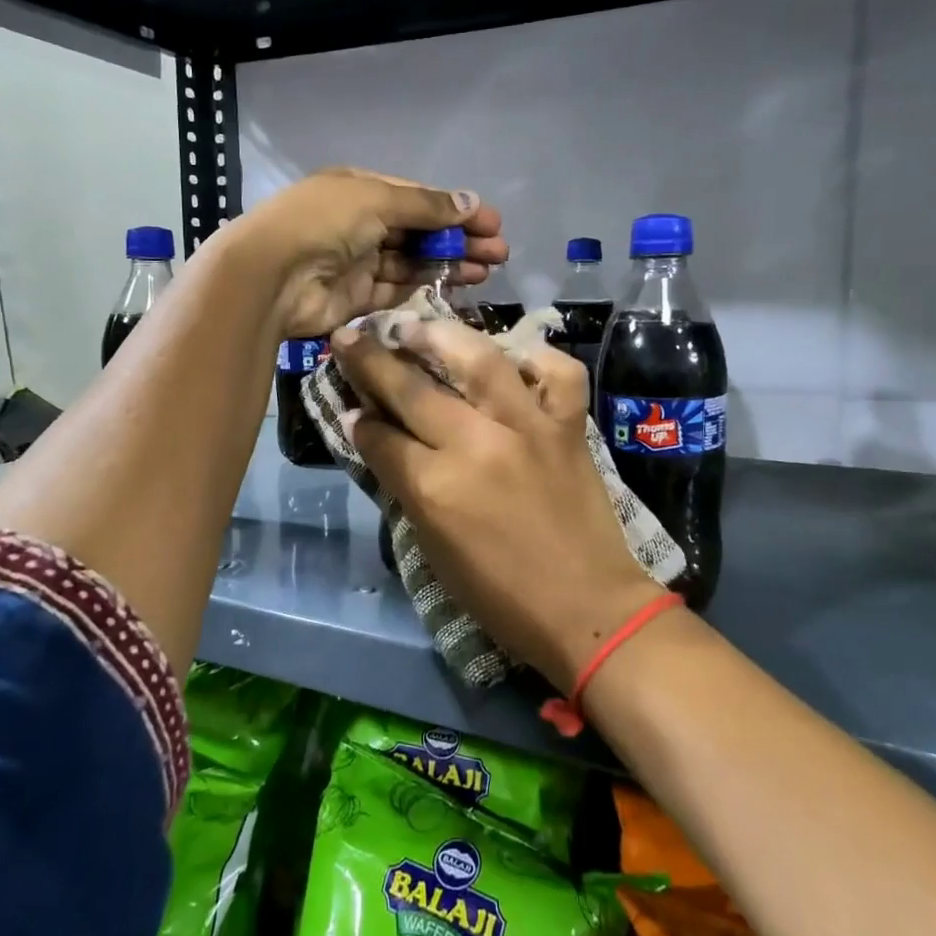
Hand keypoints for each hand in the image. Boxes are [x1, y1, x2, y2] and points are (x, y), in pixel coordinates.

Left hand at [223, 170, 506, 337]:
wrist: (271, 276)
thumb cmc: (323, 223)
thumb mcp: (376, 199)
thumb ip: (426, 205)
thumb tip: (471, 201)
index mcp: (360, 190)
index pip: (418, 199)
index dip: (456, 210)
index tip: (493, 223)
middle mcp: (360, 224)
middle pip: (419, 231)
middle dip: (460, 239)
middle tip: (499, 253)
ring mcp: (358, 262)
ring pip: (413, 262)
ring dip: (449, 264)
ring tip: (487, 271)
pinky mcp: (357, 297)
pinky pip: (398, 290)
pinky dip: (426, 288)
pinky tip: (456, 288)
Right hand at [332, 318, 666, 691]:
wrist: (587, 610)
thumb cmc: (500, 595)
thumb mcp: (434, 548)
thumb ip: (403, 486)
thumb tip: (376, 437)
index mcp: (435, 487)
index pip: (380, 436)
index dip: (359, 419)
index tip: (349, 403)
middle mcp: (476, 444)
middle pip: (412, 389)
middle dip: (372, 360)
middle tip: (351, 337)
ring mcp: (528, 428)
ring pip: (479, 360)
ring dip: (440, 336)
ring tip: (415, 325)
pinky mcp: (569, 427)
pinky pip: (557, 374)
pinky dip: (537, 359)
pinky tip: (513, 358)